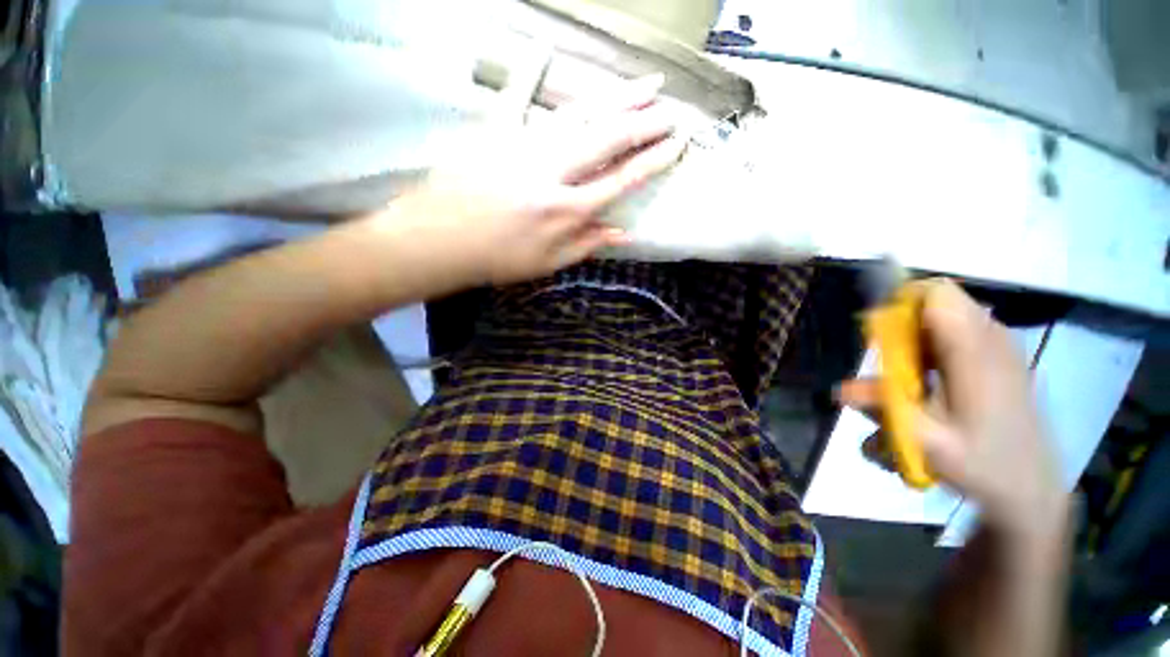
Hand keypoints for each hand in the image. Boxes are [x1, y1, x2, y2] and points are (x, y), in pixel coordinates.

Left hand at [390, 74, 686, 287]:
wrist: (441, 241)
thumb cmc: (498, 259)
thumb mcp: (548, 263)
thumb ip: (587, 245)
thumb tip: (624, 233)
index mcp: (568, 209)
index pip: (622, 179)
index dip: (652, 161)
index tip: (676, 144)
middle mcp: (555, 172)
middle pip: (610, 139)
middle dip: (646, 123)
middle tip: (672, 110)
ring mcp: (526, 146)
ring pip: (581, 114)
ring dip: (616, 97)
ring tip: (645, 84)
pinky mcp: (497, 132)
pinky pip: (517, 96)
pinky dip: (528, 71)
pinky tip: (543, 47)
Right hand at [841, 280, 1067, 538]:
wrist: (1032, 487)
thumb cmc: (982, 464)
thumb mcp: (927, 442)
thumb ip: (884, 409)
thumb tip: (839, 389)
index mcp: (976, 352)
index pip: (935, 293)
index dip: (898, 303)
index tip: (877, 335)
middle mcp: (991, 337)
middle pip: (937, 301)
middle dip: (903, 323)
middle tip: (890, 364)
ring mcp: (999, 345)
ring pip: (946, 314)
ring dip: (917, 336)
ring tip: (911, 378)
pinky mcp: (1000, 355)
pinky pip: (958, 330)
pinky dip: (933, 345)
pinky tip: (931, 381)